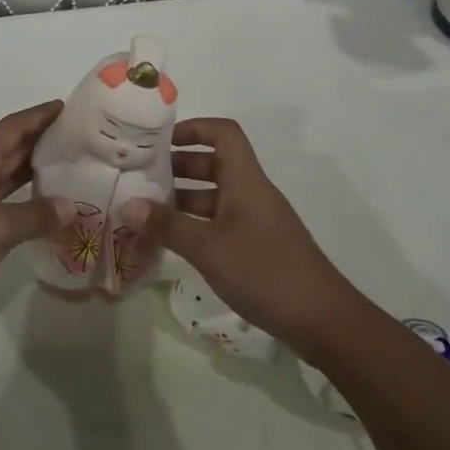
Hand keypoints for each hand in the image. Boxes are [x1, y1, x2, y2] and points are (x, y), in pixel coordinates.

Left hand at [0, 100, 65, 325]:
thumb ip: (36, 215)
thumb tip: (72, 206)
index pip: (13, 127)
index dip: (39, 115)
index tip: (67, 107)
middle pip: (9, 148)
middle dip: (40, 140)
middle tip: (76, 140)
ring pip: (3, 175)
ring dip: (31, 170)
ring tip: (65, 170)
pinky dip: (19, 200)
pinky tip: (37, 211)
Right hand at [123, 117, 360, 355]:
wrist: (323, 320)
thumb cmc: (264, 271)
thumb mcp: (208, 248)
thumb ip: (167, 225)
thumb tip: (127, 204)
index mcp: (245, 180)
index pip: (223, 133)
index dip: (193, 129)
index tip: (160, 142)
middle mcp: (252, 192)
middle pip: (214, 163)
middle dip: (178, 166)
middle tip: (142, 178)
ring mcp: (257, 220)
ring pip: (215, 195)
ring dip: (184, 198)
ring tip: (148, 211)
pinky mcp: (258, 246)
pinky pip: (221, 221)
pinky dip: (197, 224)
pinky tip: (173, 242)